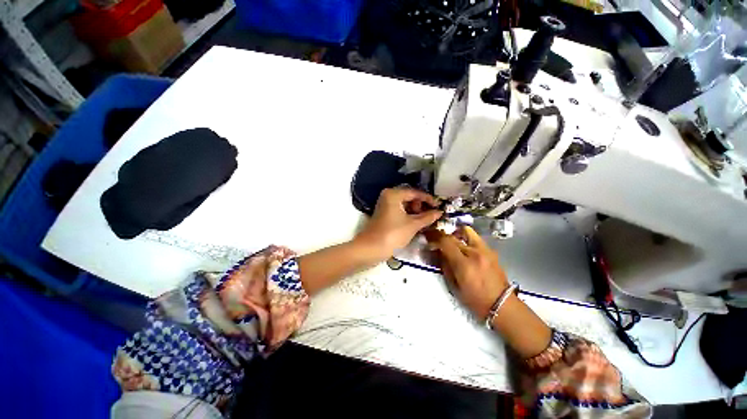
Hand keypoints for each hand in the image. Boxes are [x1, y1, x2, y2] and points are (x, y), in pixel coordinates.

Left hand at [355, 188, 442, 260]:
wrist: (371, 248)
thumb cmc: (393, 234)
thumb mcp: (413, 225)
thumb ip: (427, 217)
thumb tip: (440, 212)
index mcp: (394, 194)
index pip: (415, 193)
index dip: (428, 199)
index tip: (439, 206)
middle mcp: (388, 196)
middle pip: (409, 197)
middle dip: (421, 206)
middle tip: (430, 215)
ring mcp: (384, 204)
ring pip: (404, 204)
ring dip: (415, 211)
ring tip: (424, 221)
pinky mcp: (384, 213)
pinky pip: (399, 210)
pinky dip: (408, 215)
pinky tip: (416, 222)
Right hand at [427, 226, 508, 319]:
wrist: (502, 304)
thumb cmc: (475, 300)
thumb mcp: (454, 286)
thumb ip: (445, 266)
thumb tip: (439, 253)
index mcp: (464, 264)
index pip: (446, 242)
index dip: (435, 238)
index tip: (430, 240)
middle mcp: (475, 253)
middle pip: (454, 236)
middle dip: (442, 236)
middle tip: (438, 241)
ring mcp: (485, 250)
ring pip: (466, 231)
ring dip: (456, 234)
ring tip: (452, 241)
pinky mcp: (491, 251)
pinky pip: (475, 238)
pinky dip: (466, 239)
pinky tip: (464, 247)